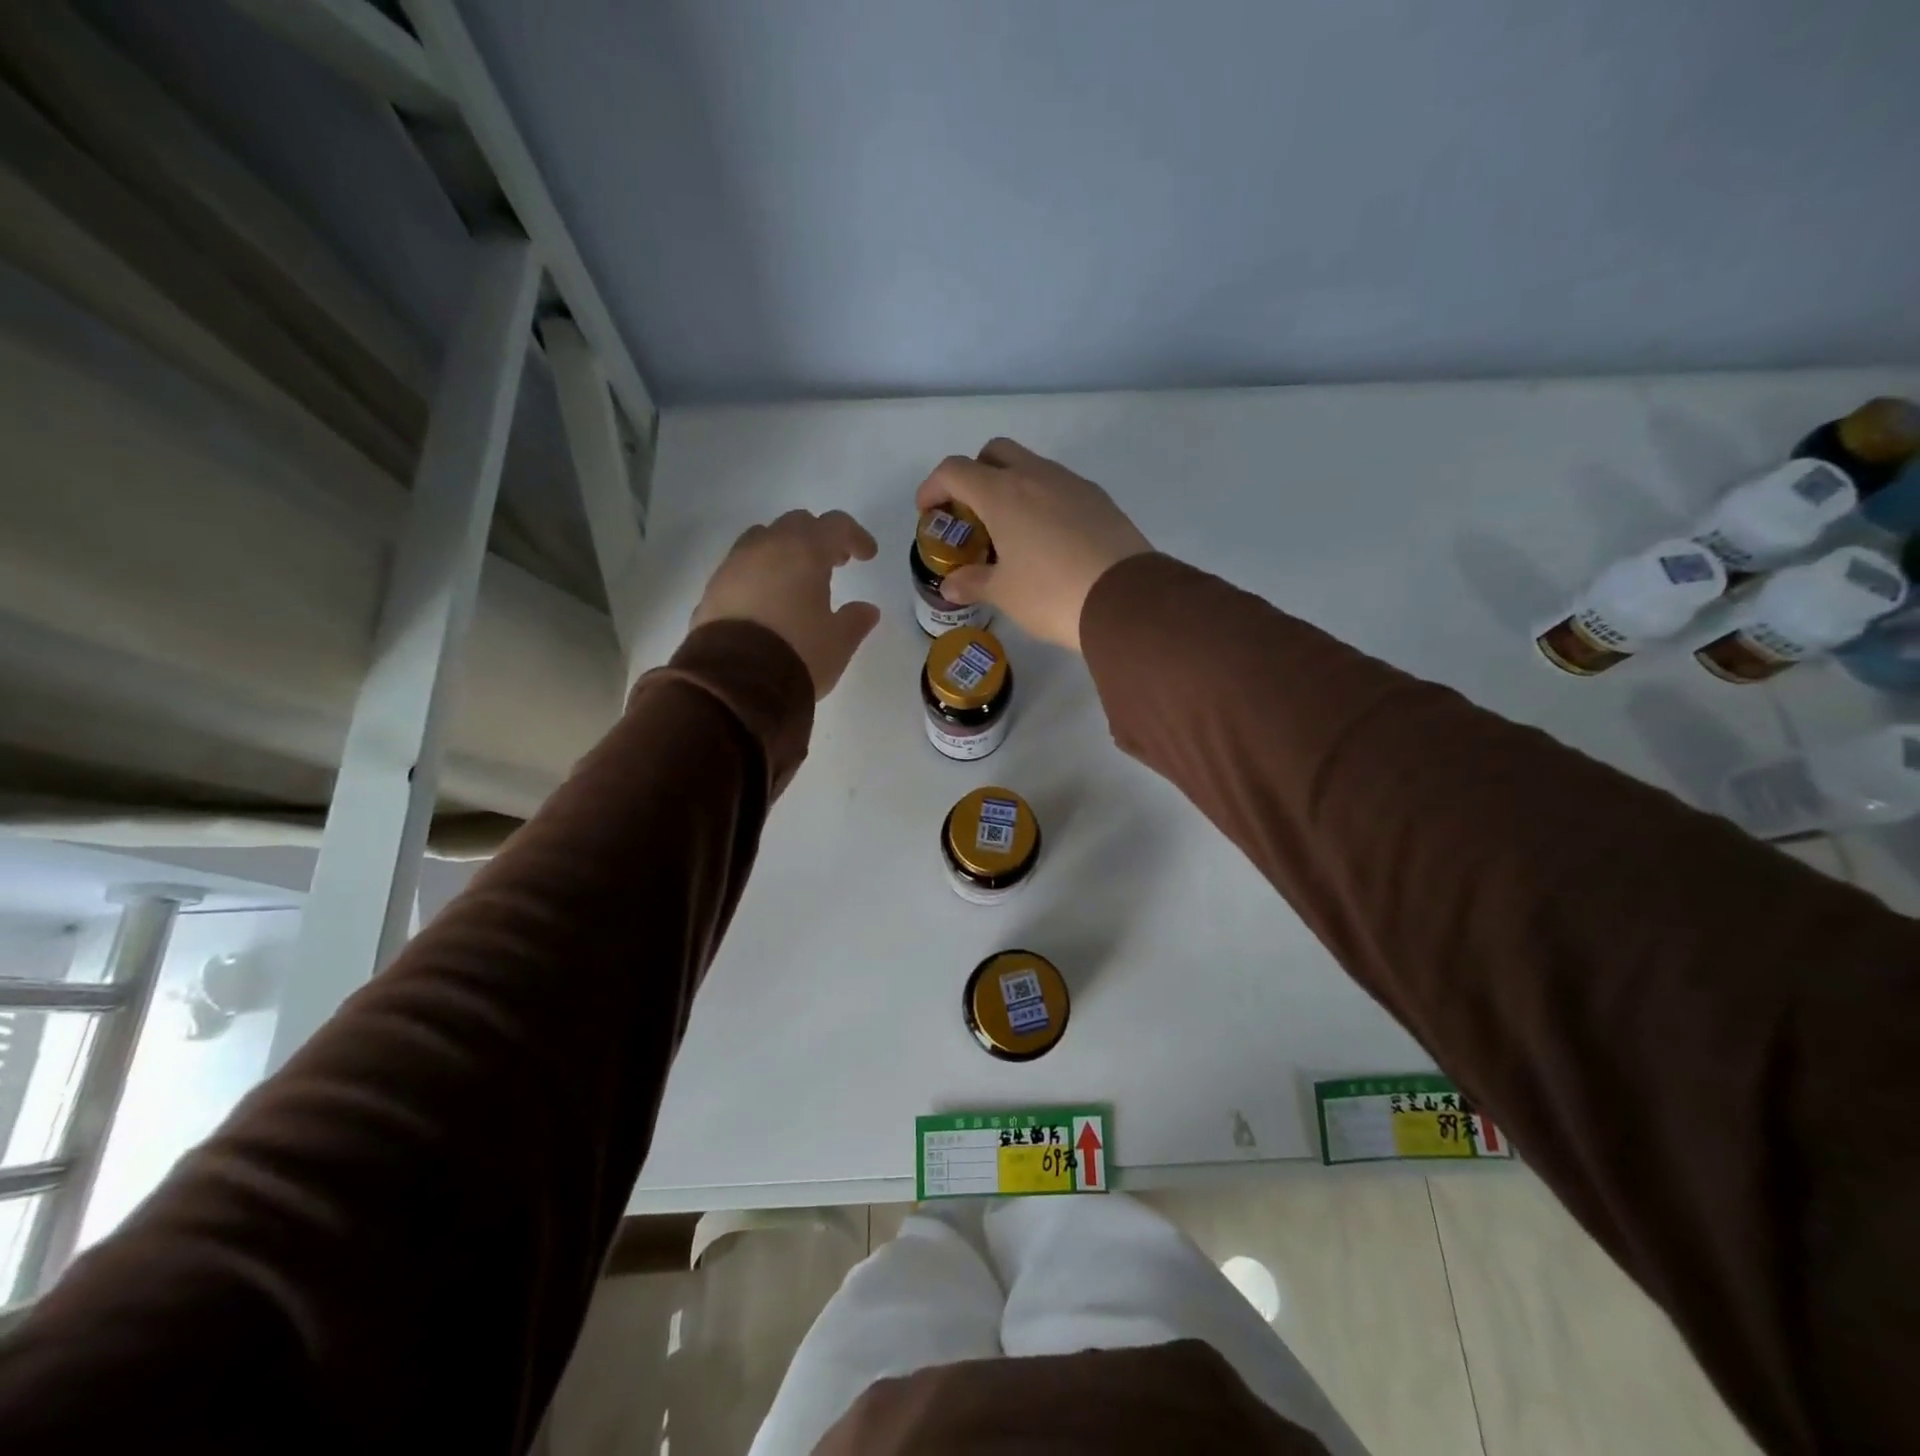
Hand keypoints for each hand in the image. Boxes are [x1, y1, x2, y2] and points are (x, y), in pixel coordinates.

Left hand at [691, 509, 880, 697]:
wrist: (734, 682)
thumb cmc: (798, 654)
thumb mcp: (838, 642)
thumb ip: (855, 620)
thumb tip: (866, 609)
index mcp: (803, 551)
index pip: (835, 525)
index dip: (855, 536)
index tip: (867, 556)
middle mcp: (766, 547)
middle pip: (796, 524)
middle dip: (818, 538)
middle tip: (833, 564)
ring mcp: (733, 565)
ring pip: (762, 539)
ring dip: (784, 551)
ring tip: (796, 581)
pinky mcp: (712, 589)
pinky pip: (741, 567)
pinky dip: (760, 573)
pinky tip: (768, 602)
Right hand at [914, 438, 1151, 651]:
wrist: (1124, 600)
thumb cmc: (1051, 594)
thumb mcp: (1004, 593)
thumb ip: (972, 582)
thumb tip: (950, 586)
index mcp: (1002, 494)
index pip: (955, 470)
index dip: (933, 487)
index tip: (929, 512)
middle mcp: (1036, 476)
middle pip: (994, 452)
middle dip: (975, 475)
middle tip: (971, 514)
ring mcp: (1072, 483)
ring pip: (1031, 466)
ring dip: (1011, 486)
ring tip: (1010, 530)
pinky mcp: (1099, 499)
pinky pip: (1060, 486)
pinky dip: (1042, 500)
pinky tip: (1047, 539)